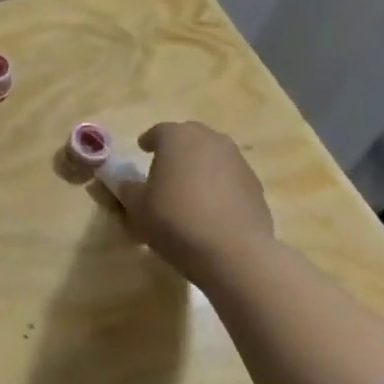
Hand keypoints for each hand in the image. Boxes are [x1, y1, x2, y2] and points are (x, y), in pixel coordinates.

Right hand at [117, 122, 274, 285]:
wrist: (234, 251)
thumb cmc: (176, 221)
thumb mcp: (138, 208)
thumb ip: (129, 190)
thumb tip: (128, 185)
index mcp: (177, 138)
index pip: (159, 131)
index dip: (149, 141)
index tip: (142, 150)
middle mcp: (210, 140)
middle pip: (190, 137)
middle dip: (177, 148)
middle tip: (166, 167)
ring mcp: (237, 161)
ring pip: (213, 155)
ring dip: (200, 165)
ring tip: (190, 189)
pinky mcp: (255, 184)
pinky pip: (230, 177)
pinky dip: (219, 184)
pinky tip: (211, 207)